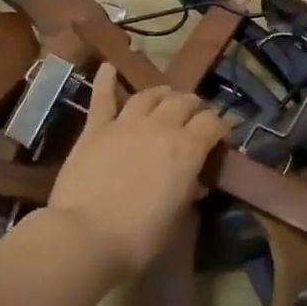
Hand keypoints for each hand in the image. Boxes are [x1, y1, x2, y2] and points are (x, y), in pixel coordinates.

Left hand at [46, 66, 229, 279]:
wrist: (85, 237)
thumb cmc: (139, 237)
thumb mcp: (178, 218)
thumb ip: (188, 192)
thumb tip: (194, 183)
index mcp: (188, 148)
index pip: (213, 123)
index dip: (220, 128)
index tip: (220, 139)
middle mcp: (161, 127)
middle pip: (184, 102)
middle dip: (193, 107)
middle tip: (194, 117)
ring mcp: (126, 124)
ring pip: (149, 95)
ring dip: (162, 93)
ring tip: (166, 96)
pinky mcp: (95, 129)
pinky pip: (103, 98)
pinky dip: (106, 81)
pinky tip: (108, 67)